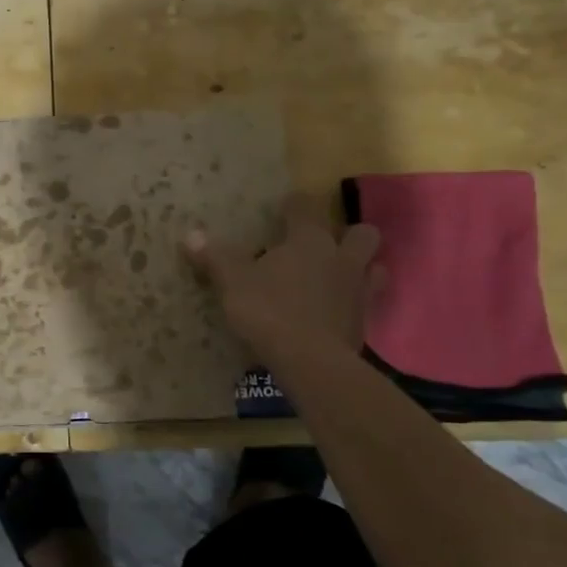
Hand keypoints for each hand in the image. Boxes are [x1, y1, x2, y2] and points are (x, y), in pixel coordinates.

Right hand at [183, 195, 383, 366]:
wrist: (311, 362)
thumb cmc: (269, 311)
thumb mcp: (233, 283)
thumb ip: (215, 257)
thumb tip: (191, 234)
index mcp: (309, 240)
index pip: (305, 207)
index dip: (294, 204)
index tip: (283, 208)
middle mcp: (341, 258)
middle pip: (362, 234)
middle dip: (348, 234)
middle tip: (323, 245)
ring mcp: (358, 291)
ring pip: (374, 268)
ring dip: (361, 268)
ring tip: (337, 277)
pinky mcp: (364, 324)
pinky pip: (365, 304)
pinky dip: (352, 304)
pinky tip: (334, 314)